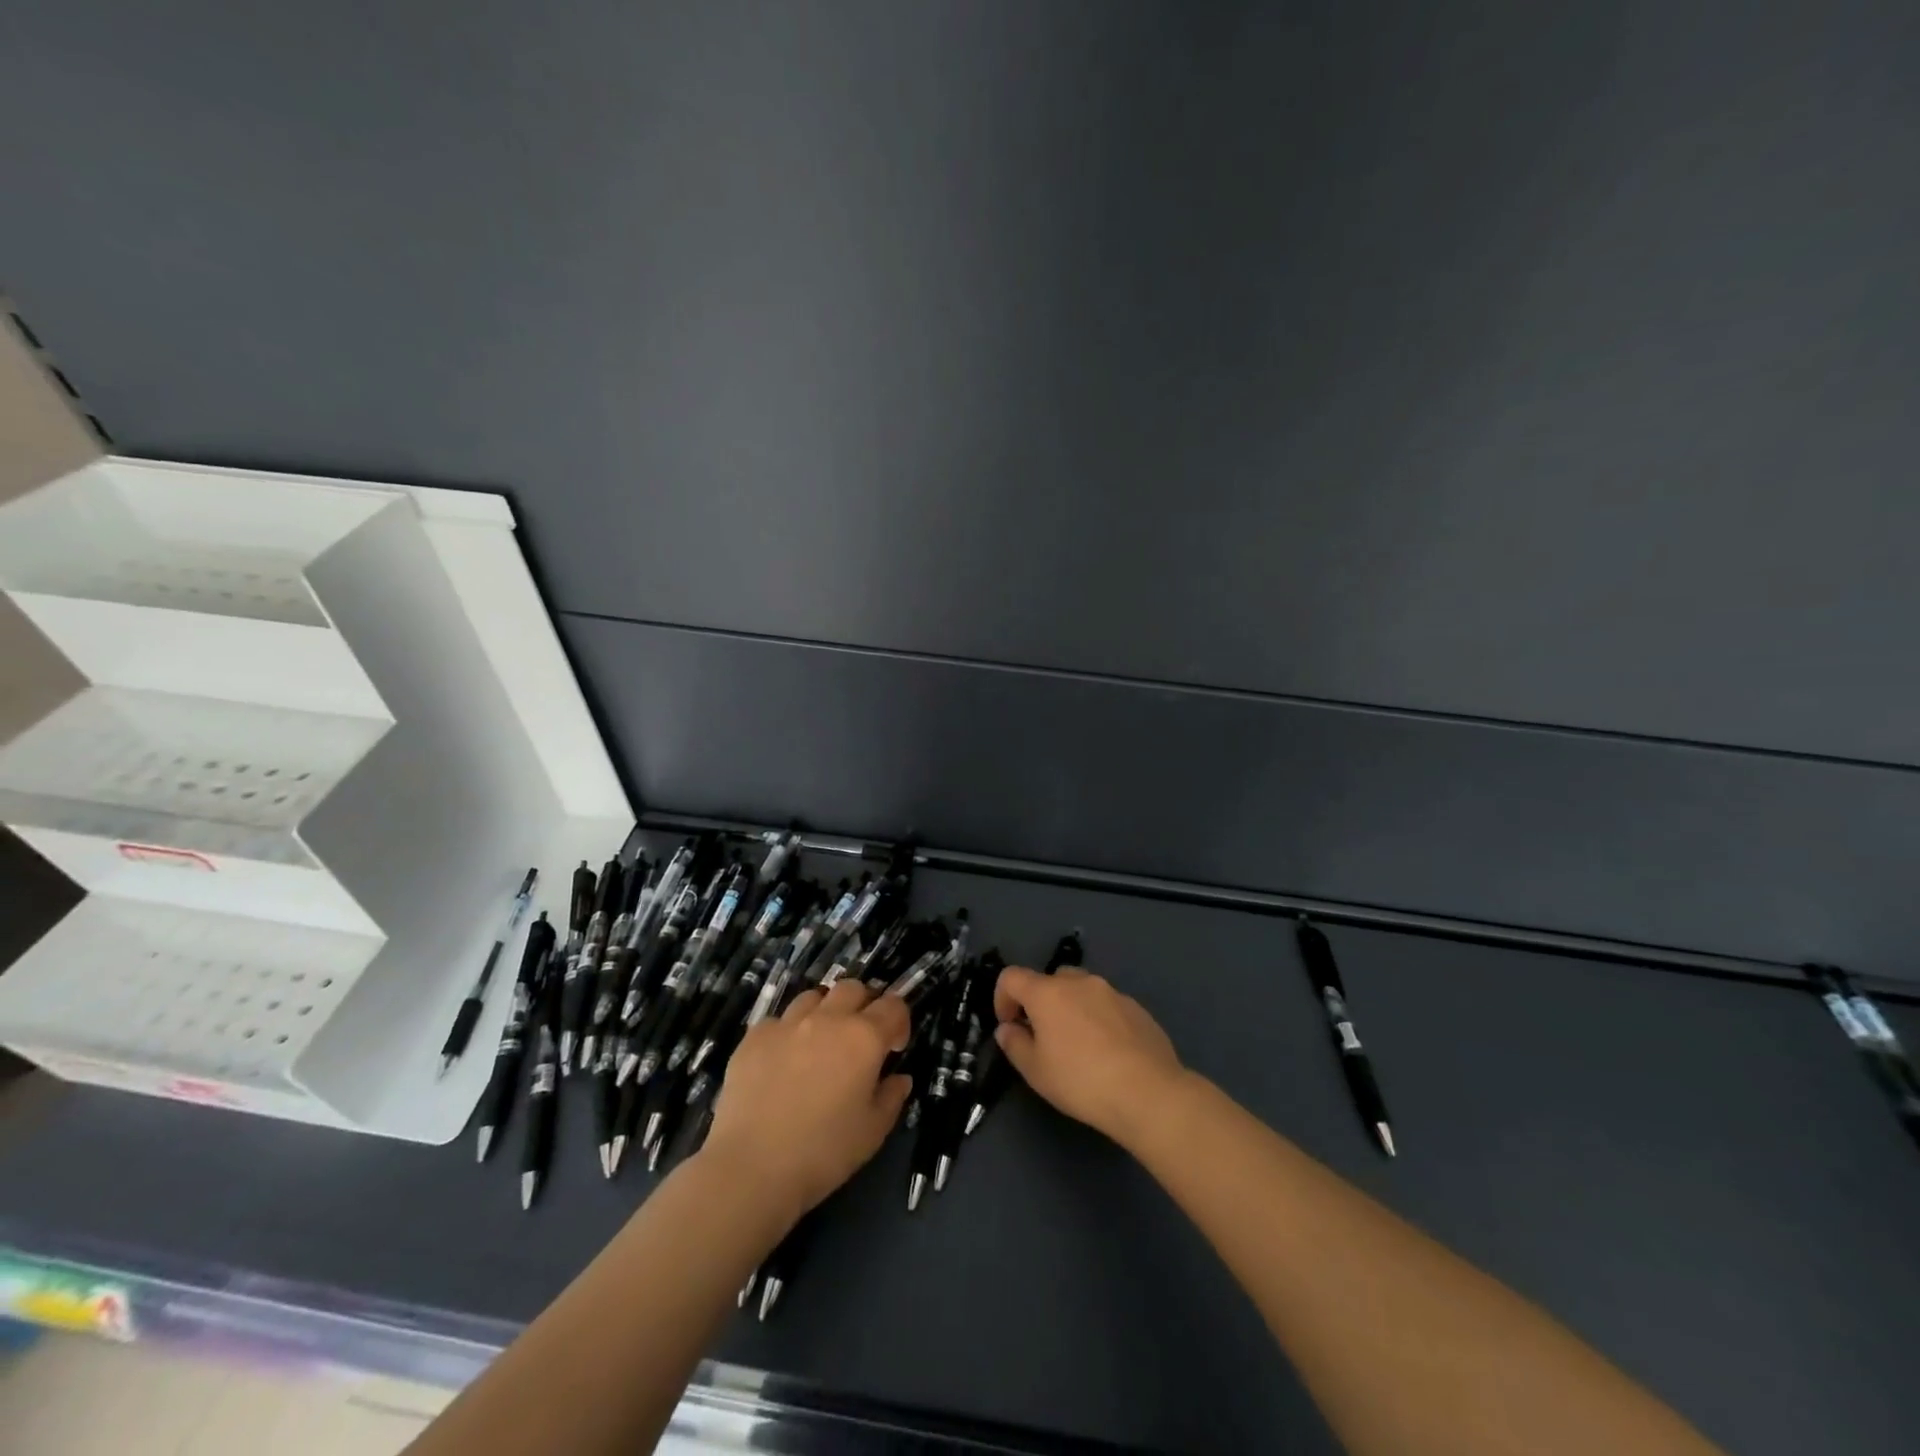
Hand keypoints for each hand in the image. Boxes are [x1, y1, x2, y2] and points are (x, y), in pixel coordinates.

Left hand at [703, 981, 912, 1222]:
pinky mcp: (755, 1036)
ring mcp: (788, 1023)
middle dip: (863, 1005)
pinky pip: (779, 1020)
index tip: (894, 1047)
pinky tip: (783, 1060)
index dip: (899, 1021)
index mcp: (864, 1037)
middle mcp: (828, 1018)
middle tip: (860, 1037)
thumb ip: (891, 1097)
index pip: (893, 1006)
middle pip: (853, 988)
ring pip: (814, 996)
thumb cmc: (823, 1151)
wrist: (752, 1166)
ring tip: (820, 1041)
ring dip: (825, 1011)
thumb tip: (899, 1078)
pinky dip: (789, 1032)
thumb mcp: (872, 1132)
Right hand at [992, 964, 1186, 1147]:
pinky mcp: (1136, 1008)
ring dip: (1072, 1009)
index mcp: (1048, 992)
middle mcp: (1079, 982)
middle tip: (1044, 1037)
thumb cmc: (1081, 1081)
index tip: (1009, 1026)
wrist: (1148, 1092)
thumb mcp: (1036, 1071)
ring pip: (1081, 990)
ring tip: (1079, 1047)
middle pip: (1050, 980)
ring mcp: (1112, 992)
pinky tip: (1108, 1053)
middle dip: (1041, 1002)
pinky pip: (1107, 1006)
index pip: (1012, 977)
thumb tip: (1008, 1028)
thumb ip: (1014, 1044)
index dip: (1002, 998)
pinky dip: (1099, 1020)